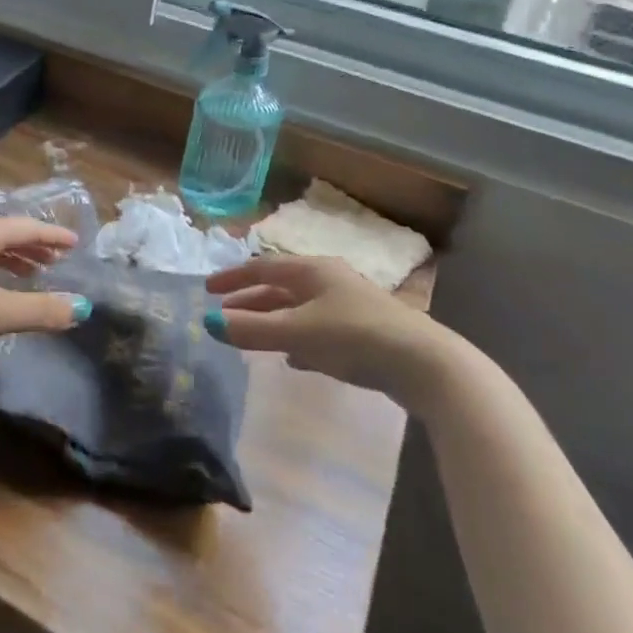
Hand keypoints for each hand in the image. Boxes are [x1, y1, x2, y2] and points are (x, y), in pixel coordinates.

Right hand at [203, 255, 469, 408]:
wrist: (424, 365)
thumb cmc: (354, 337)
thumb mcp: (297, 332)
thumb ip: (252, 329)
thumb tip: (208, 323)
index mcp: (313, 271)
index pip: (262, 267)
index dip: (233, 277)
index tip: (207, 289)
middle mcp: (330, 282)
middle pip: (280, 287)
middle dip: (250, 301)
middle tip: (224, 314)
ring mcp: (349, 307)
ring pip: (299, 310)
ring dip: (272, 321)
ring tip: (250, 336)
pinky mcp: (363, 334)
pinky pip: (319, 331)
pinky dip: (298, 340)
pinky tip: (293, 359)